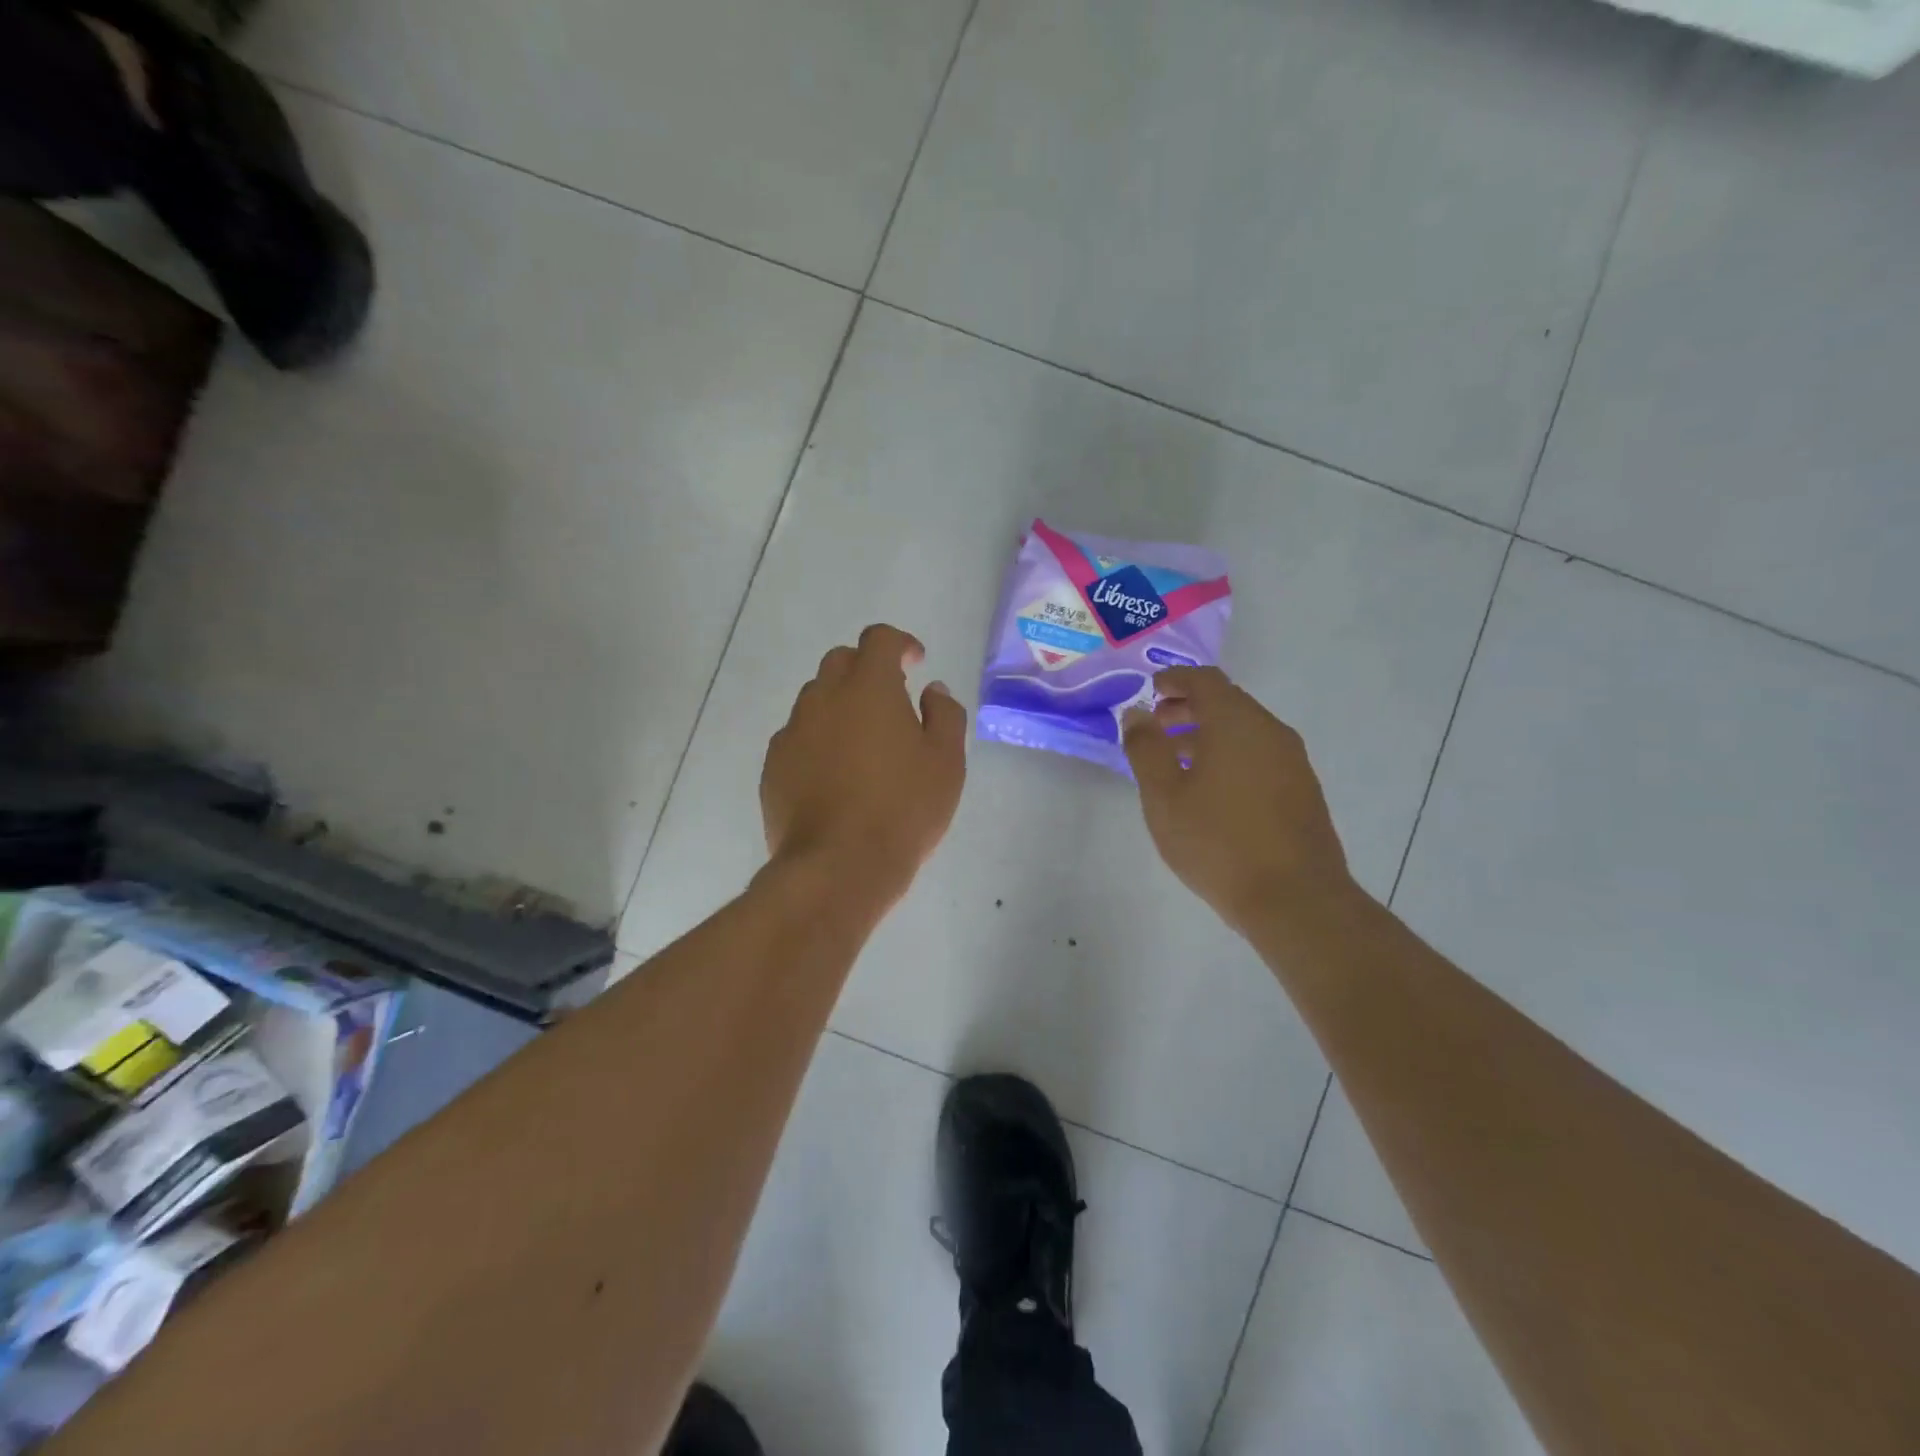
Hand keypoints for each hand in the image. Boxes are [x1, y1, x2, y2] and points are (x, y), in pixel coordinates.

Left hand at [761, 624, 967, 912]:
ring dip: (840, 706)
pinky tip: (835, 776)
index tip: (915, 662)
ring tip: (863, 744)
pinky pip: (798, 737)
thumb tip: (932, 690)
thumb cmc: (903, 809)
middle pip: (840, 662)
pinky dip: (818, 741)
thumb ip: (944, 714)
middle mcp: (823, 698)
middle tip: (890, 702)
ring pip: (815, 700)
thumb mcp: (946, 762)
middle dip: (866, 670)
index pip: (878, 639)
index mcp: (868, 688)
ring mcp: (792, 732)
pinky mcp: (773, 766)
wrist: (837, 867)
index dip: (900, 643)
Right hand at [1122, 667, 1352, 933]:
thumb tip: (1137, 713)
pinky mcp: (1302, 789)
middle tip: (1156, 728)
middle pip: (1227, 702)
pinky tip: (1211, 790)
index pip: (1205, 680)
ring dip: (1208, 734)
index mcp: (1235, 723)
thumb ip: (1146, 748)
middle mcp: (1270, 731)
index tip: (1150, 692)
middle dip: (1188, 708)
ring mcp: (1292, 761)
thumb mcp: (1164, 796)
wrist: (1295, 899)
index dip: (1174, 680)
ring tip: (1177, 761)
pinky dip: (1230, 755)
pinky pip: (1259, 754)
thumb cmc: (1218, 842)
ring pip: (1244, 730)